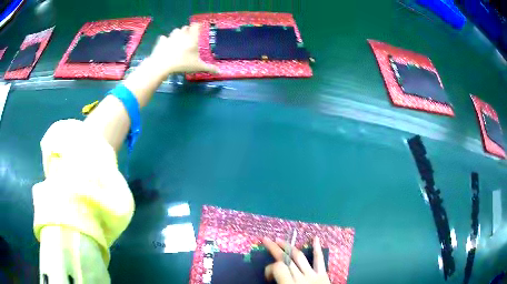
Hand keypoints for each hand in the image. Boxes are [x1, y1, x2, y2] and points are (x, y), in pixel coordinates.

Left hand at [148, 23, 218, 76]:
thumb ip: (209, 68)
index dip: (197, 26)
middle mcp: (182, 34)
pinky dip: (165, 40)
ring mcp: (170, 37)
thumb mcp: (197, 67)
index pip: (196, 26)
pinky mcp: (161, 41)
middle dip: (188, 30)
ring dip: (178, 33)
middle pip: (185, 27)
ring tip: (178, 39)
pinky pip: (164, 38)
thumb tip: (220, 72)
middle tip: (189, 36)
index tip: (199, 28)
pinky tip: (166, 44)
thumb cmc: (182, 64)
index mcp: (192, 38)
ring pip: (175, 31)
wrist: (162, 64)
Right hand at [262, 237, 330, 283]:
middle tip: (265, 240)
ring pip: (299, 257)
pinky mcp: (323, 275)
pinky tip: (316, 238)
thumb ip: (279, 283)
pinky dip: (317, 249)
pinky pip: (320, 260)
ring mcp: (313, 275)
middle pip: (286, 259)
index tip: (267, 277)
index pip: (277, 268)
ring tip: (280, 240)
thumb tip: (271, 279)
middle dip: (274, 249)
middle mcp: (300, 278)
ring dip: (289, 247)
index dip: (269, 269)